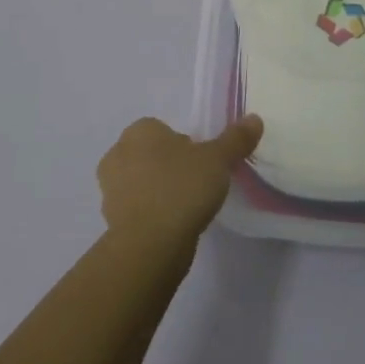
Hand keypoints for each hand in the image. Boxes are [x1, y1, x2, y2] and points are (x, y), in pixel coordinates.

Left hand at [97, 114, 263, 255]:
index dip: (185, 145)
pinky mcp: (111, 221)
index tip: (202, 164)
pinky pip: (137, 209)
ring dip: (159, 191)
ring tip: (186, 208)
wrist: (150, 245)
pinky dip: (151, 215)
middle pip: (151, 154)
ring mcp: (110, 189)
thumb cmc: (182, 188)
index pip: (163, 130)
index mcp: (139, 131)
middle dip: (169, 166)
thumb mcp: (218, 159)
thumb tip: (254, 118)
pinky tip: (172, 227)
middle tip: (196, 185)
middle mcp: (118, 153)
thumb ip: (235, 139)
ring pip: (142, 182)